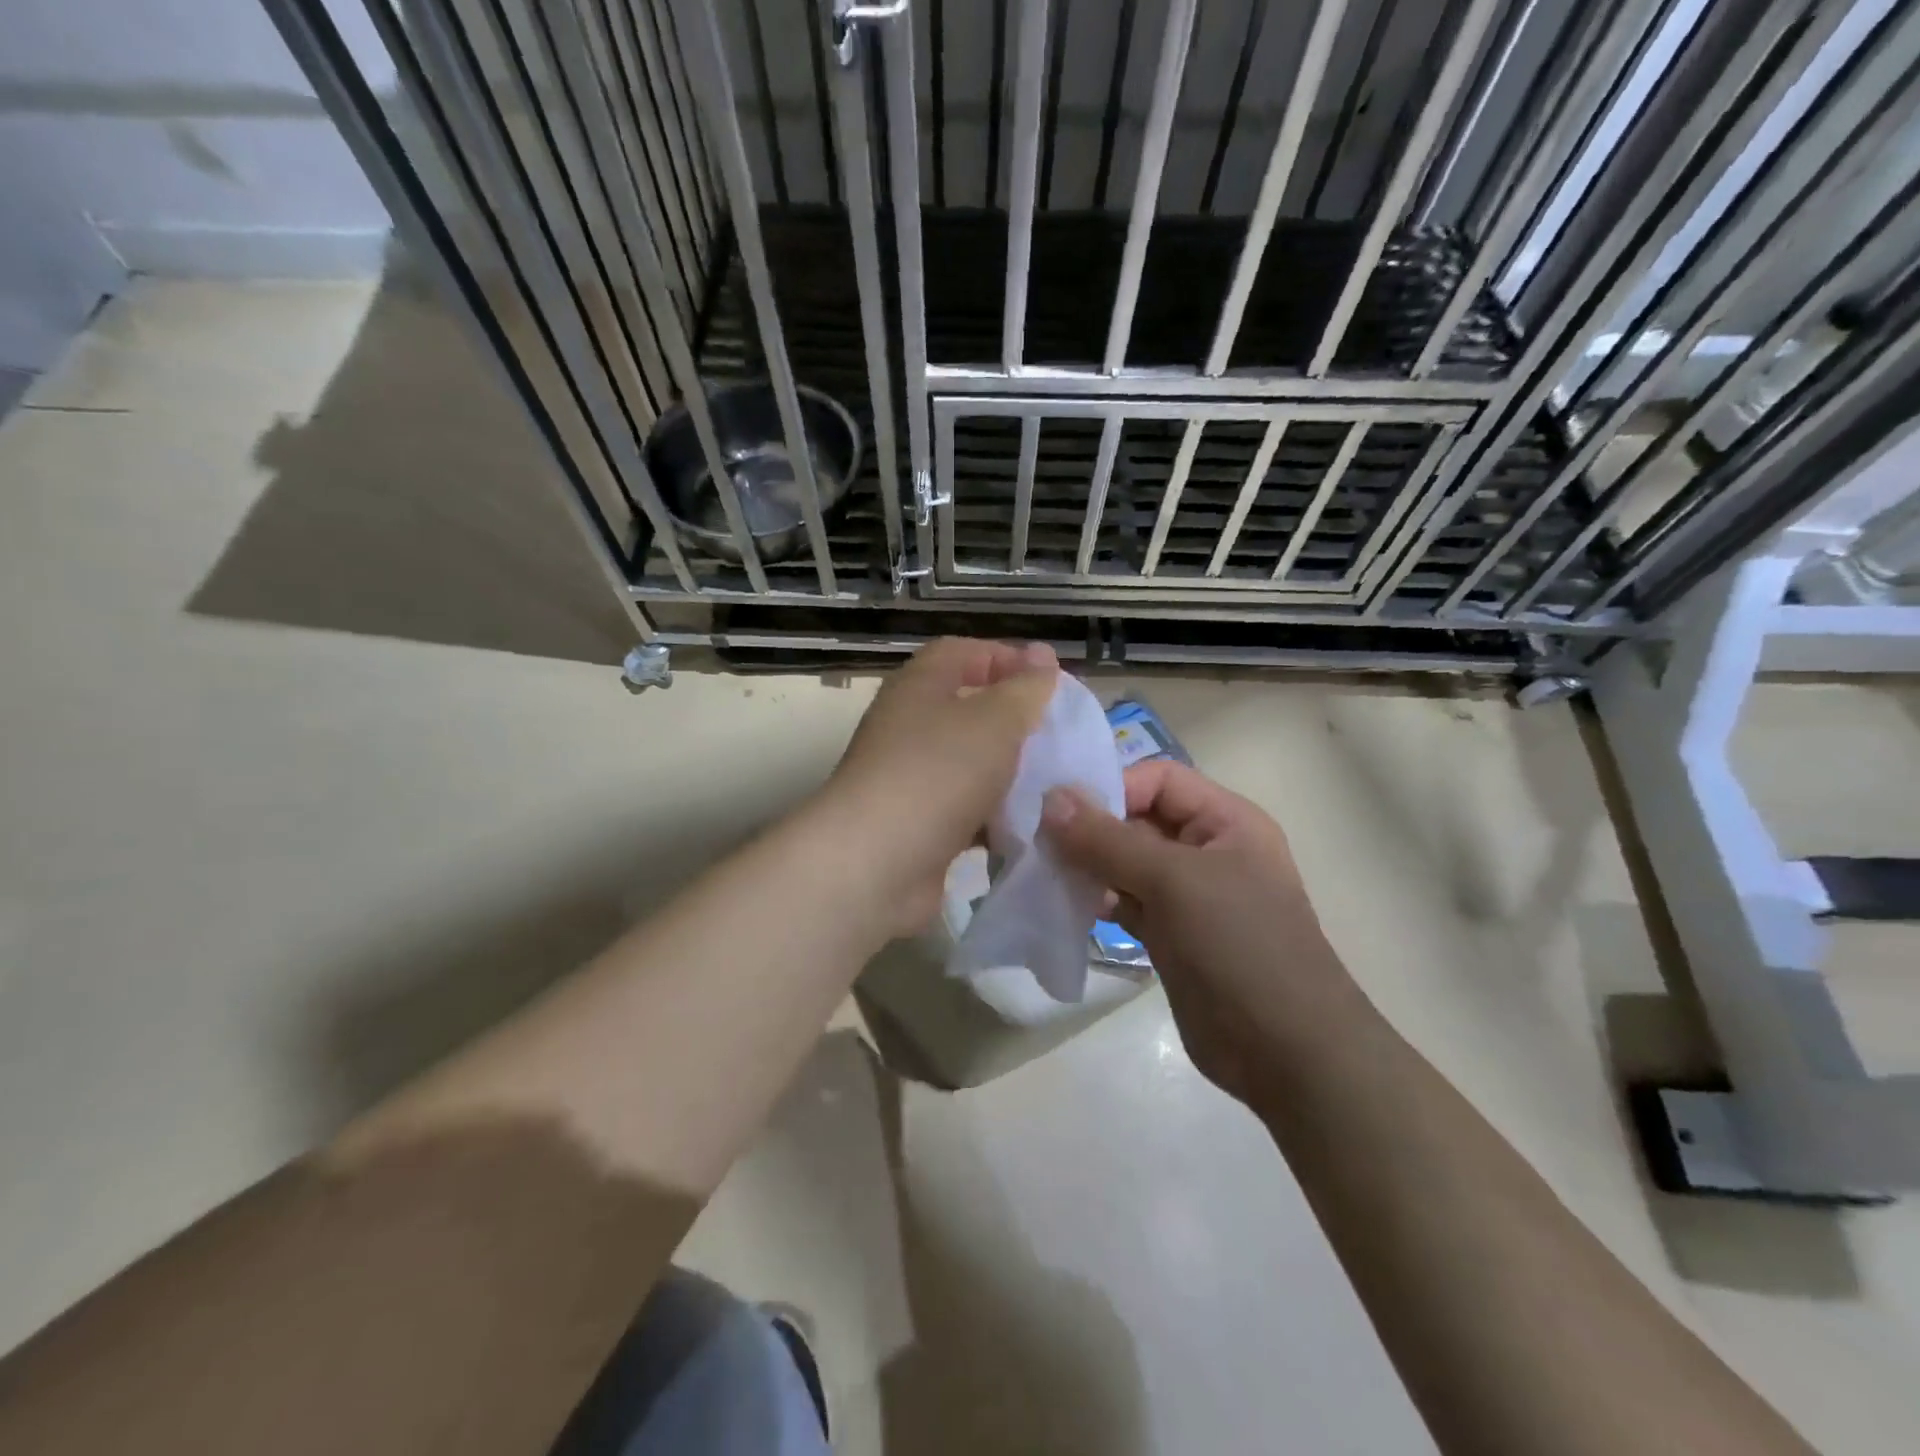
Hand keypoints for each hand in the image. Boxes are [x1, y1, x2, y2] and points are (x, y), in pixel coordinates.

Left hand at [817, 637, 1057, 937]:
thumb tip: (1042, 655)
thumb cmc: (938, 773)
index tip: (1051, 681)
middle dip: (1014, 720)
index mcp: (919, 686)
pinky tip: (1027, 826)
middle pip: (967, 709)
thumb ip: (1025, 688)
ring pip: (968, 764)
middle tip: (1058, 735)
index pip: (962, 653)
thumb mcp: (995, 719)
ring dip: (1008, 772)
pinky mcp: (916, 825)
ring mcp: (909, 778)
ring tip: (1054, 783)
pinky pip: (964, 810)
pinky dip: (993, 816)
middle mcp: (908, 726)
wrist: (877, 864)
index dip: (1006, 658)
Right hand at [1041, 760, 1353, 1104]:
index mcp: (1226, 821)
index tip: (1059, 812)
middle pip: (1137, 820)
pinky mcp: (1170, 936)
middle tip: (1037, 844)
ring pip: (1126, 864)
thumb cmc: (1239, 946)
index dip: (1112, 787)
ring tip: (1044, 875)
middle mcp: (1207, 850)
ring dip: (1087, 866)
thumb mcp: (1174, 881)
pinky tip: (1064, 906)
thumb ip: (1108, 839)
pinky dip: (1096, 900)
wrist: (1286, 1053)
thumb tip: (1050, 799)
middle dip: (1089, 829)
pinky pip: (1125, 903)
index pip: (1158, 780)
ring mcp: (1188, 896)